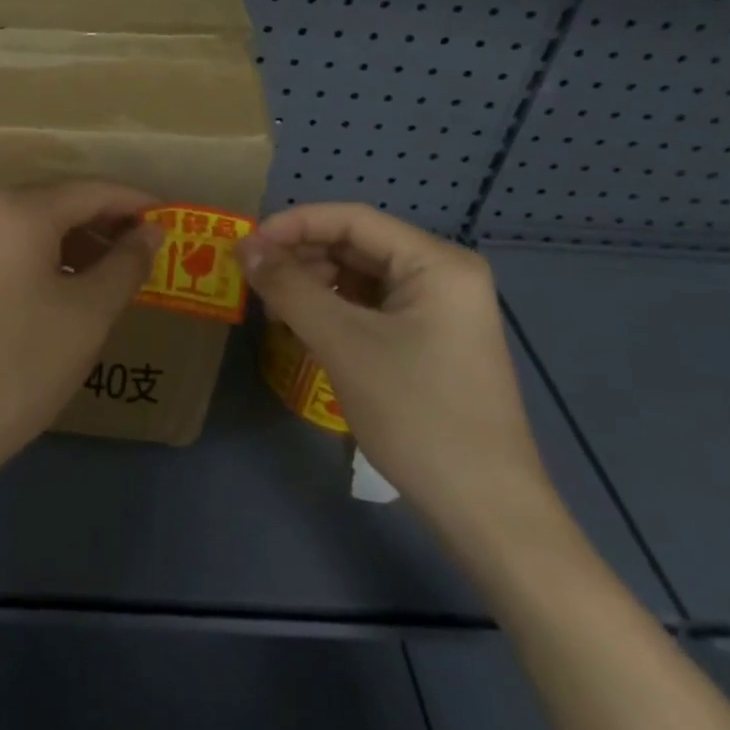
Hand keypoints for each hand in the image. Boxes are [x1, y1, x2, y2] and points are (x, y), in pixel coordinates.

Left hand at [0, 180, 161, 492]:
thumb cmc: (22, 364)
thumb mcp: (89, 314)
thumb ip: (127, 262)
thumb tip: (151, 230)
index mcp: (18, 210)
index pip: (92, 190)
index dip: (136, 202)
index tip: (173, 219)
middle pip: (59, 203)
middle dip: (106, 223)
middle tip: (148, 250)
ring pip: (33, 227)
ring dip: (77, 242)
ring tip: (114, 272)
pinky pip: (9, 248)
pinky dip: (45, 258)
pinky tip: (68, 287)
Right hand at [239, 203, 558, 545]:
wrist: (485, 509)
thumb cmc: (416, 413)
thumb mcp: (343, 343)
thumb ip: (289, 288)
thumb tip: (244, 247)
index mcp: (436, 262)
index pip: (352, 219)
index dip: (293, 225)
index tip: (245, 246)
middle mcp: (443, 275)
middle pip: (356, 246)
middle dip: (301, 257)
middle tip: (253, 280)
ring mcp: (439, 310)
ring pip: (360, 278)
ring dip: (313, 285)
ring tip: (274, 309)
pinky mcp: (431, 340)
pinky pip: (371, 308)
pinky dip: (333, 312)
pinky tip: (304, 330)